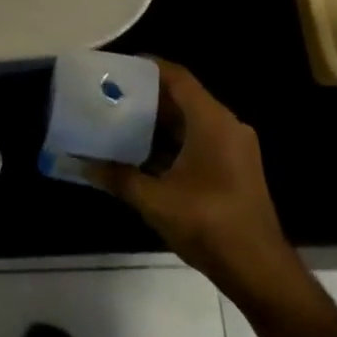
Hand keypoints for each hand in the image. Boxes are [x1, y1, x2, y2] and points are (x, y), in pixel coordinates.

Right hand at [89, 59, 299, 295]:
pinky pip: (198, 140)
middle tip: (108, 95)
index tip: (115, 67)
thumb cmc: (208, 224)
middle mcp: (226, 126)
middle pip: (182, 97)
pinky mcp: (234, 167)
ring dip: (157, 121)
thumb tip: (79, 163)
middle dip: (145, 96)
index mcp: (212, 122)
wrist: (258, 270)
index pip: (177, 78)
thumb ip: (116, 177)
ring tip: (118, 121)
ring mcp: (234, 147)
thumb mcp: (154, 199)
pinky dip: (171, 141)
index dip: (147, 67)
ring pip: (189, 121)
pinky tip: (141, 153)